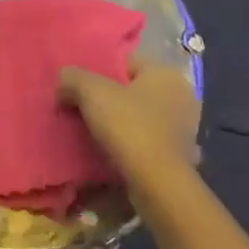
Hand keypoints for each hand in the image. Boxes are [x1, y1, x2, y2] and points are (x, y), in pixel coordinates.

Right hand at [59, 55, 201, 199]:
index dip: (99, 73)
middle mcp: (182, 97)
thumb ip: (73, 78)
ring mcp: (184, 129)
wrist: (157, 185)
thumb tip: (63, 80)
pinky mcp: (181, 158)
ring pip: (140, 118)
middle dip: (109, 100)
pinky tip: (112, 154)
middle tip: (82, 111)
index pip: (126, 63)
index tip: (79, 89)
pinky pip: (147, 143)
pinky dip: (131, 147)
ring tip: (92, 135)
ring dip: (120, 125)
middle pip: (133, 91)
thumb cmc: (129, 127)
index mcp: (166, 73)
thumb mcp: (92, 93)